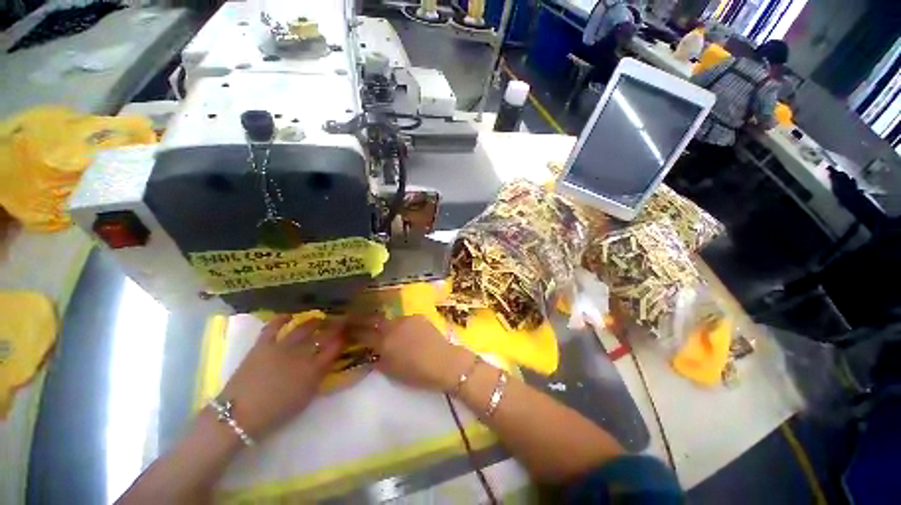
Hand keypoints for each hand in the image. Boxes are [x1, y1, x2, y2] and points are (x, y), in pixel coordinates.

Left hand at [218, 315, 344, 438]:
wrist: (239, 417)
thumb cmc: (276, 412)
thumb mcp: (306, 398)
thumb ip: (319, 377)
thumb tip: (327, 362)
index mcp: (314, 369)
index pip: (335, 347)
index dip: (343, 337)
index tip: (348, 332)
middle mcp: (301, 354)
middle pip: (323, 334)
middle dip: (334, 326)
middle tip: (338, 322)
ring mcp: (282, 347)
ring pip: (303, 327)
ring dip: (313, 321)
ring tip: (318, 318)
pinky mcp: (263, 345)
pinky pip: (274, 326)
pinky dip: (281, 318)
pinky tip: (289, 315)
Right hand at [348, 315, 474, 391]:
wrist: (444, 362)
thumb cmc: (417, 373)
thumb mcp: (391, 371)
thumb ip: (378, 359)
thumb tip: (371, 351)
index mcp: (384, 341)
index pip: (363, 333)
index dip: (353, 331)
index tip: (346, 329)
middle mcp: (393, 326)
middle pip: (374, 320)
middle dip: (365, 321)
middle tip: (359, 322)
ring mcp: (407, 319)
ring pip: (391, 320)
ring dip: (387, 325)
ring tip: (389, 332)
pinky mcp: (418, 316)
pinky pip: (405, 320)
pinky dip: (402, 326)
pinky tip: (407, 333)